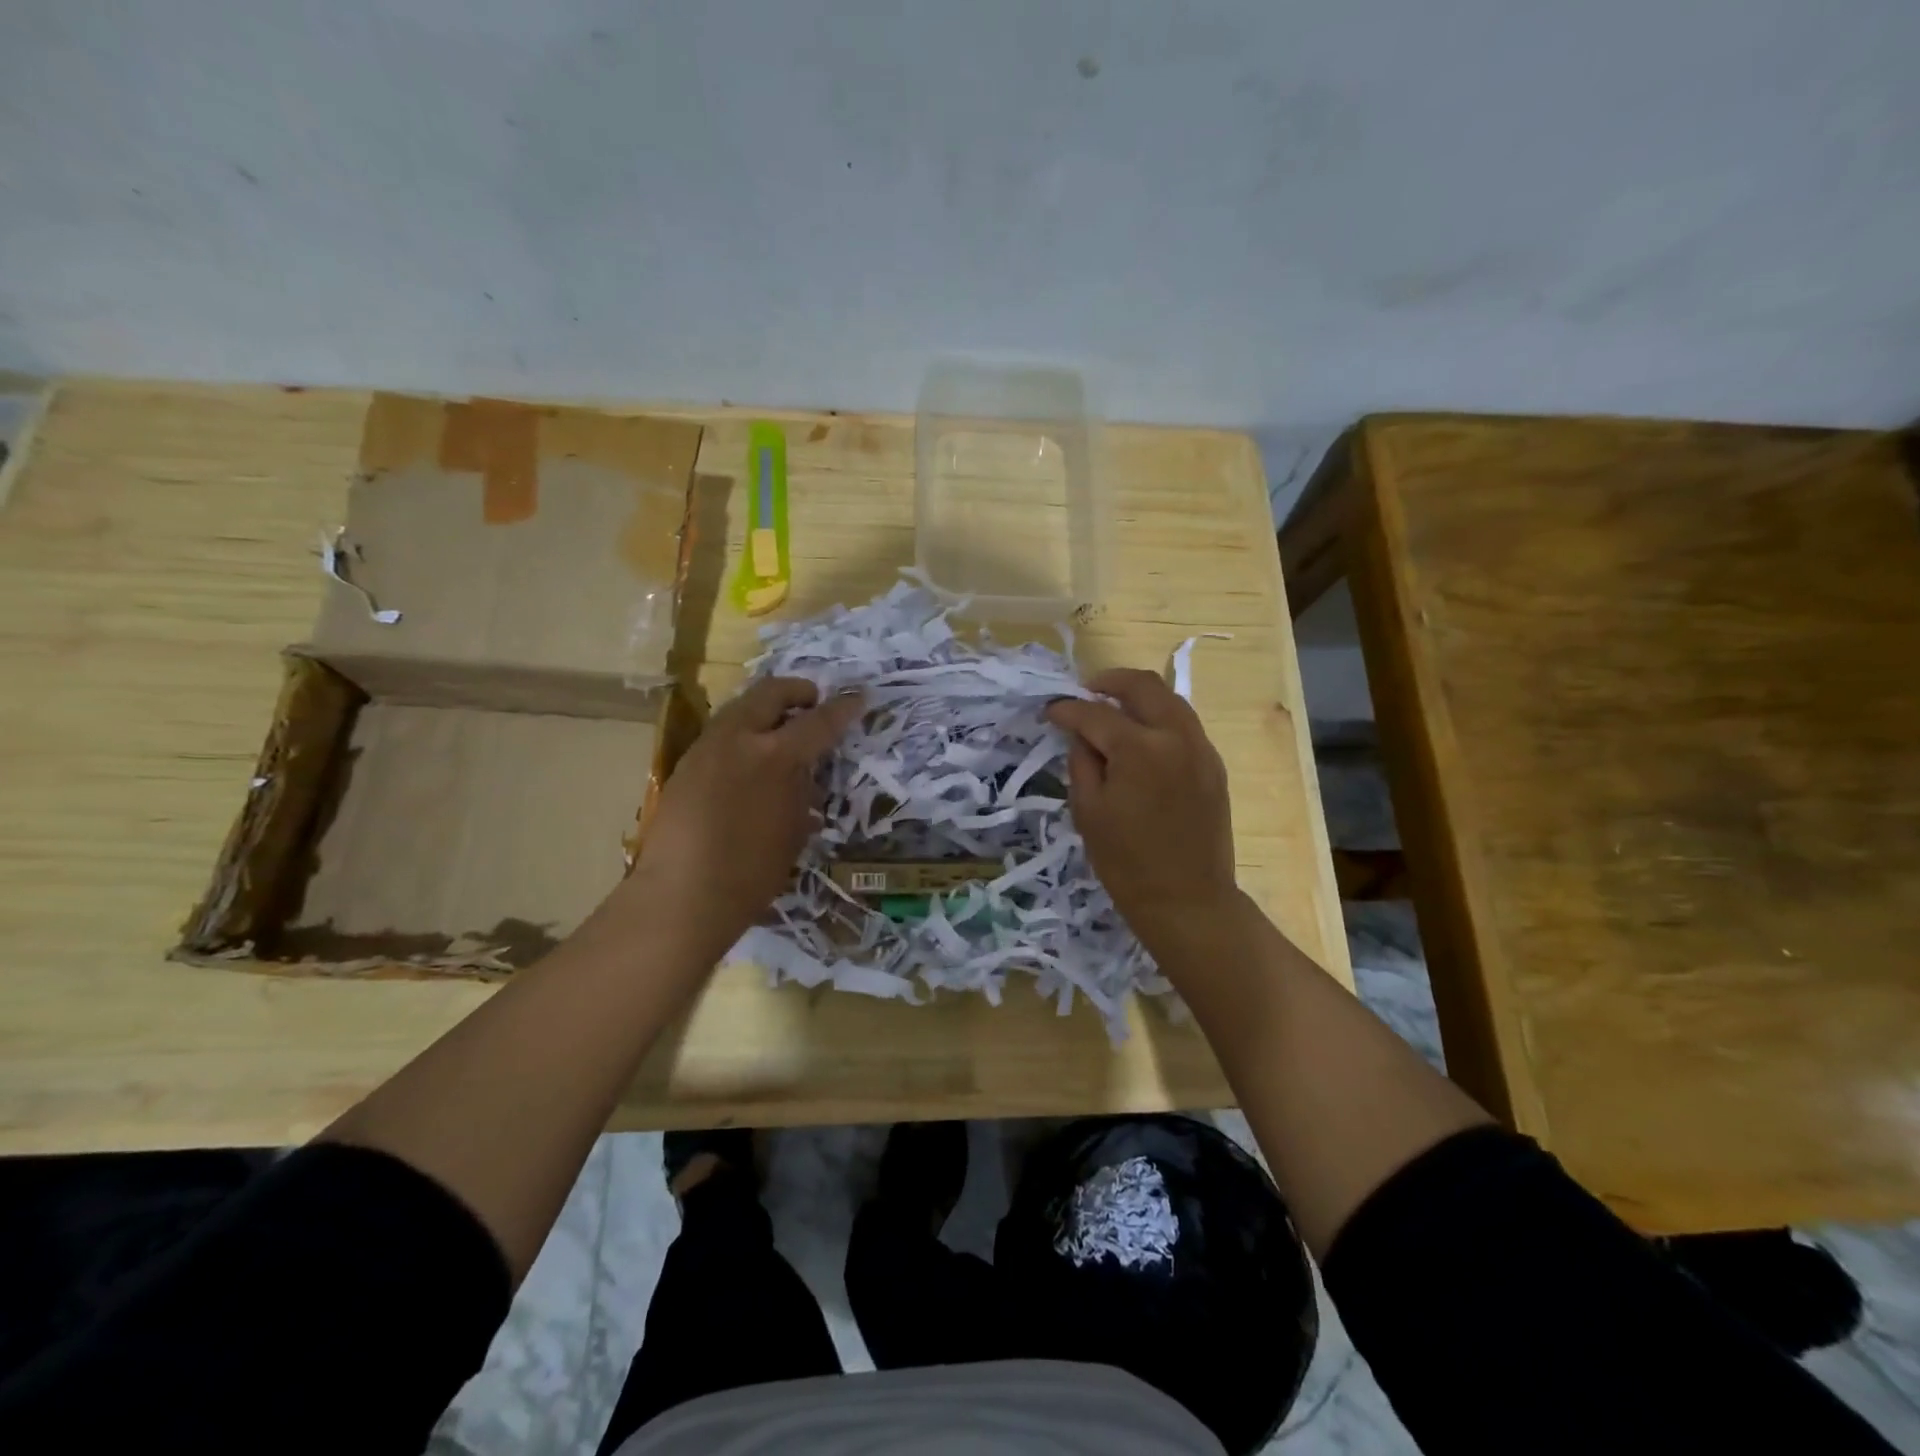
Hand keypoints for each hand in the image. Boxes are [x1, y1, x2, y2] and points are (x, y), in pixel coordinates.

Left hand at [628, 677, 863, 959]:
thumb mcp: (794, 830)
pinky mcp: (685, 764)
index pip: (818, 721)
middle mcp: (738, 739)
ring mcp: (706, 748)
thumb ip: (802, 791)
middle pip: (770, 693)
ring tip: (781, 731)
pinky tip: (749, 762)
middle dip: (796, 691)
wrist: (683, 896)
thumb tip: (805, 775)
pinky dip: (743, 734)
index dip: (842, 709)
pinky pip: (721, 734)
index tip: (857, 698)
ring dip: (765, 710)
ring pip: (740, 708)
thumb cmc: (752, 872)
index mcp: (775, 756)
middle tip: (812, 701)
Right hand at [1044, 668, 1238, 951]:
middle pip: (1143, 685)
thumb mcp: (1088, 812)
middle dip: (1109, 681)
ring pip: (1170, 699)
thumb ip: (1082, 761)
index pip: (1096, 714)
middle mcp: (1176, 736)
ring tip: (1113, 707)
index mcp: (1140, 749)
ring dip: (1138, 695)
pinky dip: (1159, 717)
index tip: (1050, 711)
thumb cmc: (1126, 863)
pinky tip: (1141, 735)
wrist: (1187, 900)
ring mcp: (1201, 748)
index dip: (1068, 709)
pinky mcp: (1214, 765)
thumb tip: (1081, 734)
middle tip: (1086, 691)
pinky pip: (1184, 724)